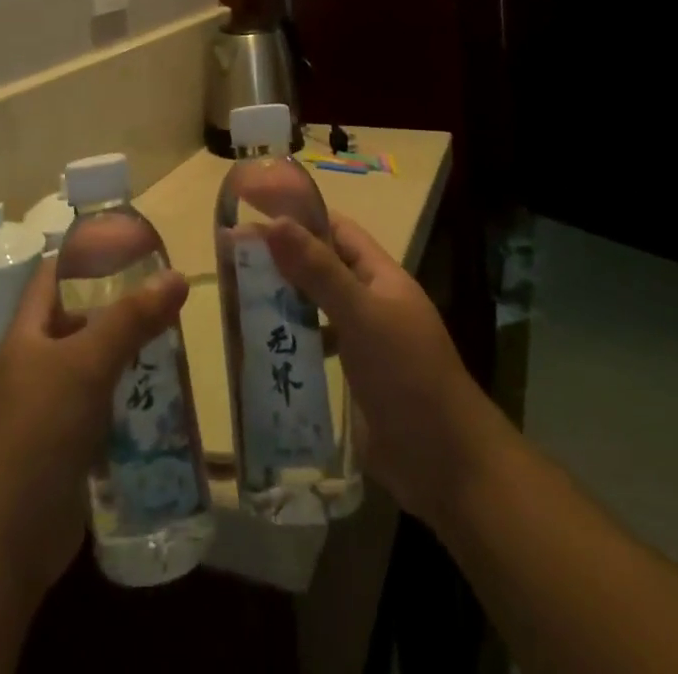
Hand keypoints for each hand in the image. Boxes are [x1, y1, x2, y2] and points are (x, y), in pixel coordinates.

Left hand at [0, 259, 187, 599]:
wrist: (2, 542)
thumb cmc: (37, 432)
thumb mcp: (86, 364)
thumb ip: (132, 319)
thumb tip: (178, 274)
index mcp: (29, 333)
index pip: (55, 276)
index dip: (87, 256)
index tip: (133, 246)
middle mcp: (36, 365)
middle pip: (80, 321)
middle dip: (121, 308)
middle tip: (168, 296)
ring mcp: (50, 410)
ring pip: (96, 368)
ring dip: (130, 357)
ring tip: (176, 341)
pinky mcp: (67, 450)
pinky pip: (103, 412)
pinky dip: (129, 402)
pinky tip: (164, 399)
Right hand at [264, 215, 504, 527]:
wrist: (447, 466)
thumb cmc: (407, 377)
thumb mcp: (361, 316)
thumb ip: (319, 272)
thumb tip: (277, 223)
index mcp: (379, 276)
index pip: (336, 229)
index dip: (299, 215)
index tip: (253, 211)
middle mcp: (370, 301)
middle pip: (321, 266)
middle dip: (281, 258)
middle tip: (230, 257)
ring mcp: (362, 340)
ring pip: (314, 307)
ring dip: (281, 300)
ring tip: (234, 298)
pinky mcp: (352, 377)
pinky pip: (314, 346)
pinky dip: (289, 341)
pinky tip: (260, 348)